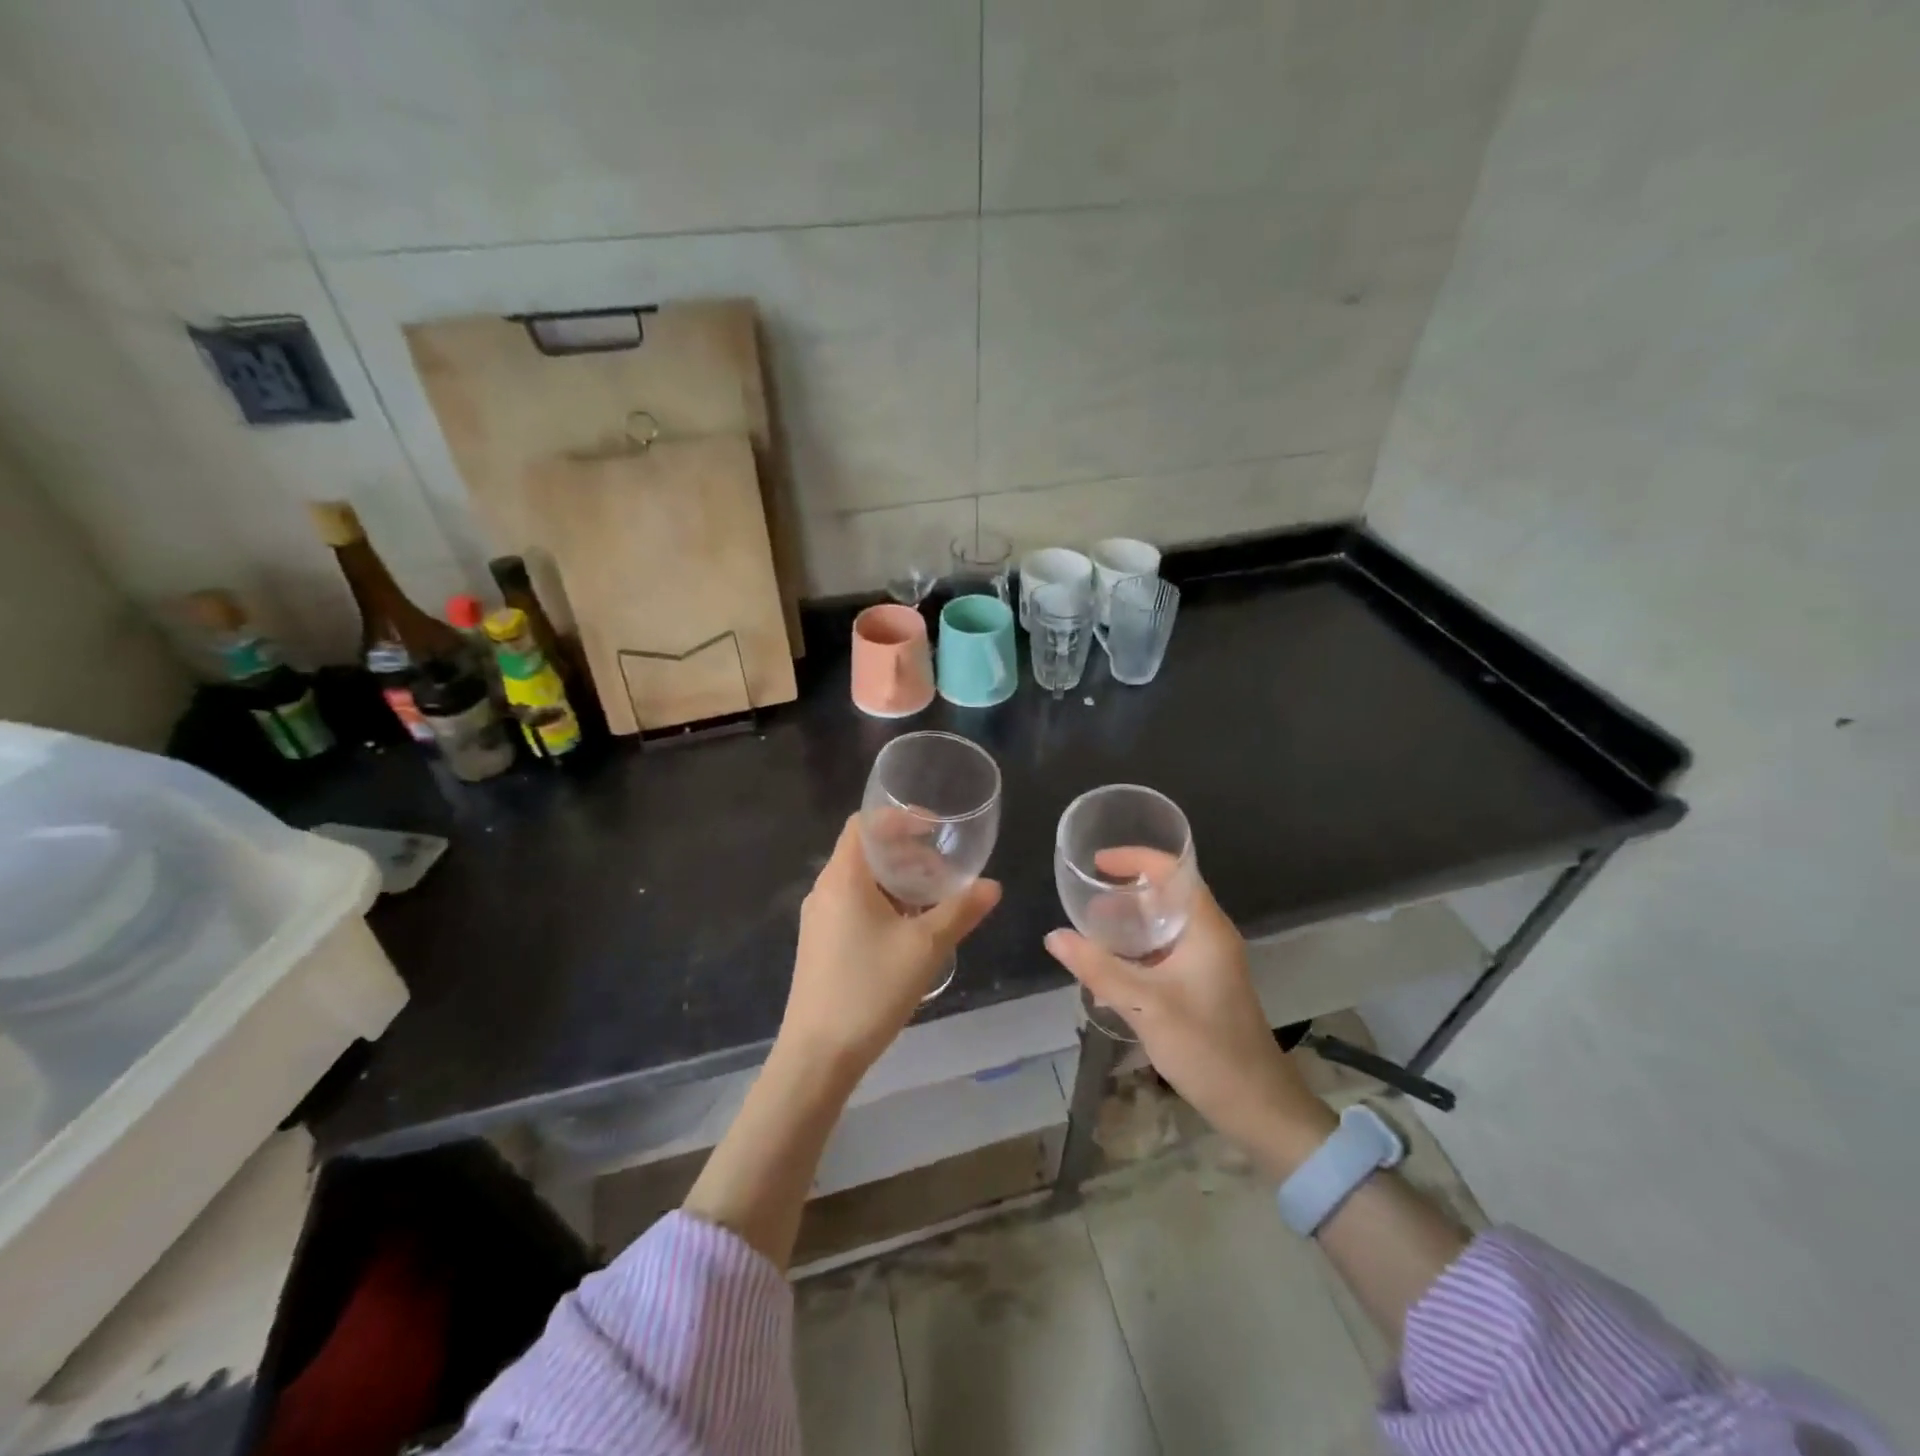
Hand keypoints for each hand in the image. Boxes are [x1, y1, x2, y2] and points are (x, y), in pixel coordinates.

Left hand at [778, 814, 1000, 1076]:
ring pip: (862, 882)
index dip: (900, 818)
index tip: (935, 830)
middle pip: (866, 852)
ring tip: (935, 902)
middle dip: (908, 855)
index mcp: (844, 878)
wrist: (816, 1057)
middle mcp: (825, 890)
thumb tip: (993, 886)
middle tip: (945, 872)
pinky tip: (910, 932)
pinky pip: (854, 906)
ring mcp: (819, 919)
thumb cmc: (869, 990)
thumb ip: (961, 911)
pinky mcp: (820, 944)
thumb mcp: (925, 948)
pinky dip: (884, 905)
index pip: (865, 824)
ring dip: (898, 883)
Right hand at [1044, 856, 1333, 1172]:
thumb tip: (1053, 936)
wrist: (1256, 1106)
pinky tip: (1111, 966)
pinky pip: (1165, 950)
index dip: (1135, 858)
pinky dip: (1138, 948)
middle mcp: (1209, 935)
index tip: (1097, 864)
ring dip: (1130, 922)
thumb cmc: (1206, 1047)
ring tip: (1091, 930)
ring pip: (1165, 924)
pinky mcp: (1203, 983)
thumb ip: (1097, 968)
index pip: (1173, 870)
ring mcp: (1209, 961)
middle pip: (1167, 894)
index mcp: (1205, 927)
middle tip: (1086, 901)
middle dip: (1125, 891)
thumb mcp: (1144, 1005)